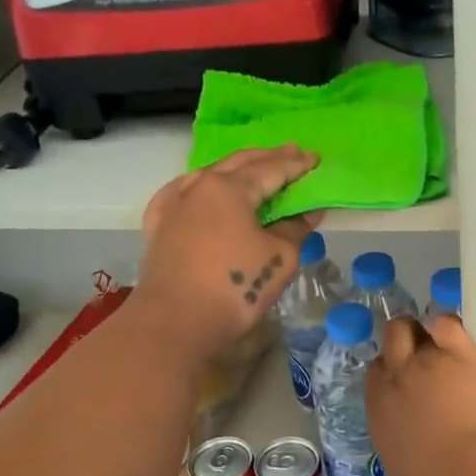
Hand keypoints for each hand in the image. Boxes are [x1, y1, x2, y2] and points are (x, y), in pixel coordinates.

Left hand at [134, 146, 321, 360]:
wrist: (175, 323)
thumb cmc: (234, 288)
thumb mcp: (279, 258)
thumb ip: (295, 229)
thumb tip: (308, 212)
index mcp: (230, 188)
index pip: (271, 168)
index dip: (297, 165)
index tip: (316, 159)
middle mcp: (199, 186)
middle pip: (239, 163)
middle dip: (268, 157)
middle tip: (293, 153)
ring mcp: (174, 205)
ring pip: (209, 175)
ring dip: (236, 169)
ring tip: (255, 168)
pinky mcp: (159, 227)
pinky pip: (182, 193)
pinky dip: (200, 186)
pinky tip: (201, 189)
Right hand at [365, 315, 475, 475]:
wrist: (471, 473)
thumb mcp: (399, 460)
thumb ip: (395, 433)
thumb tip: (403, 427)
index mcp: (379, 406)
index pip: (376, 370)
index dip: (392, 368)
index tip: (406, 376)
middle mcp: (396, 377)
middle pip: (390, 338)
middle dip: (402, 339)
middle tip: (422, 350)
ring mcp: (425, 361)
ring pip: (412, 327)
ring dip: (424, 332)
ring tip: (443, 342)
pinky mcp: (458, 353)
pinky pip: (445, 323)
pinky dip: (446, 325)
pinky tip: (455, 336)